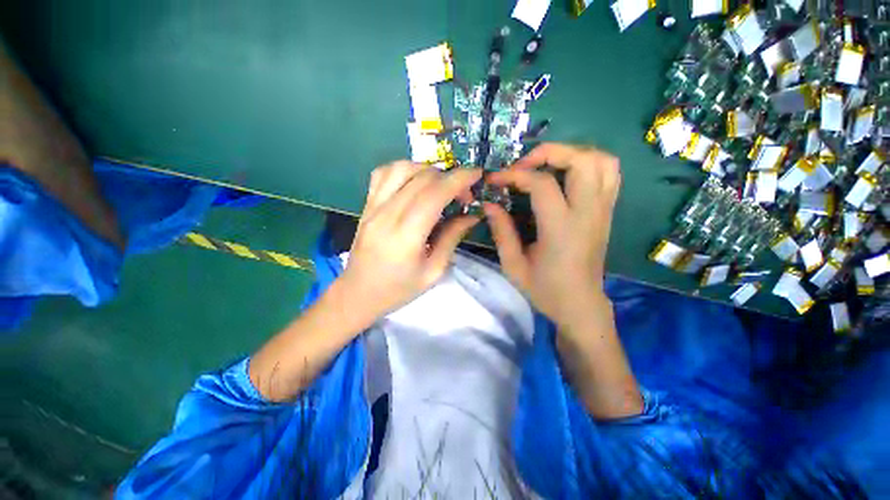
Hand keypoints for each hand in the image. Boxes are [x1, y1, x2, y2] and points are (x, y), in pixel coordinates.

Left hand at [336, 161, 481, 323]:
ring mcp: (373, 207)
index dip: (458, 179)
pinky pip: (382, 174)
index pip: (434, 194)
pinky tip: (414, 182)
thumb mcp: (433, 271)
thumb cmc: (399, 289)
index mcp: (406, 236)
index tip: (477, 174)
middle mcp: (387, 215)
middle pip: (421, 179)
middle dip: (449, 177)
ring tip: (440, 185)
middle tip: (463, 193)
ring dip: (427, 170)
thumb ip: (452, 238)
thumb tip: (472, 215)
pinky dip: (403, 170)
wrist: (358, 294)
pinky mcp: (366, 206)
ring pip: (401, 169)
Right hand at [485, 143, 620, 325]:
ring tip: (546, 165)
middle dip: (549, 152)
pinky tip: (567, 174)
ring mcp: (603, 210)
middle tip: (524, 165)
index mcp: (562, 229)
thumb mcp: (513, 266)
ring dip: (572, 153)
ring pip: (602, 160)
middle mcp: (588, 213)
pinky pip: (609, 173)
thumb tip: (489, 204)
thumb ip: (501, 232)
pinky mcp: (608, 212)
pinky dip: (589, 162)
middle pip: (582, 160)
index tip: (495, 179)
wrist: (581, 305)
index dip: (514, 175)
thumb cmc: (545, 289)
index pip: (542, 184)